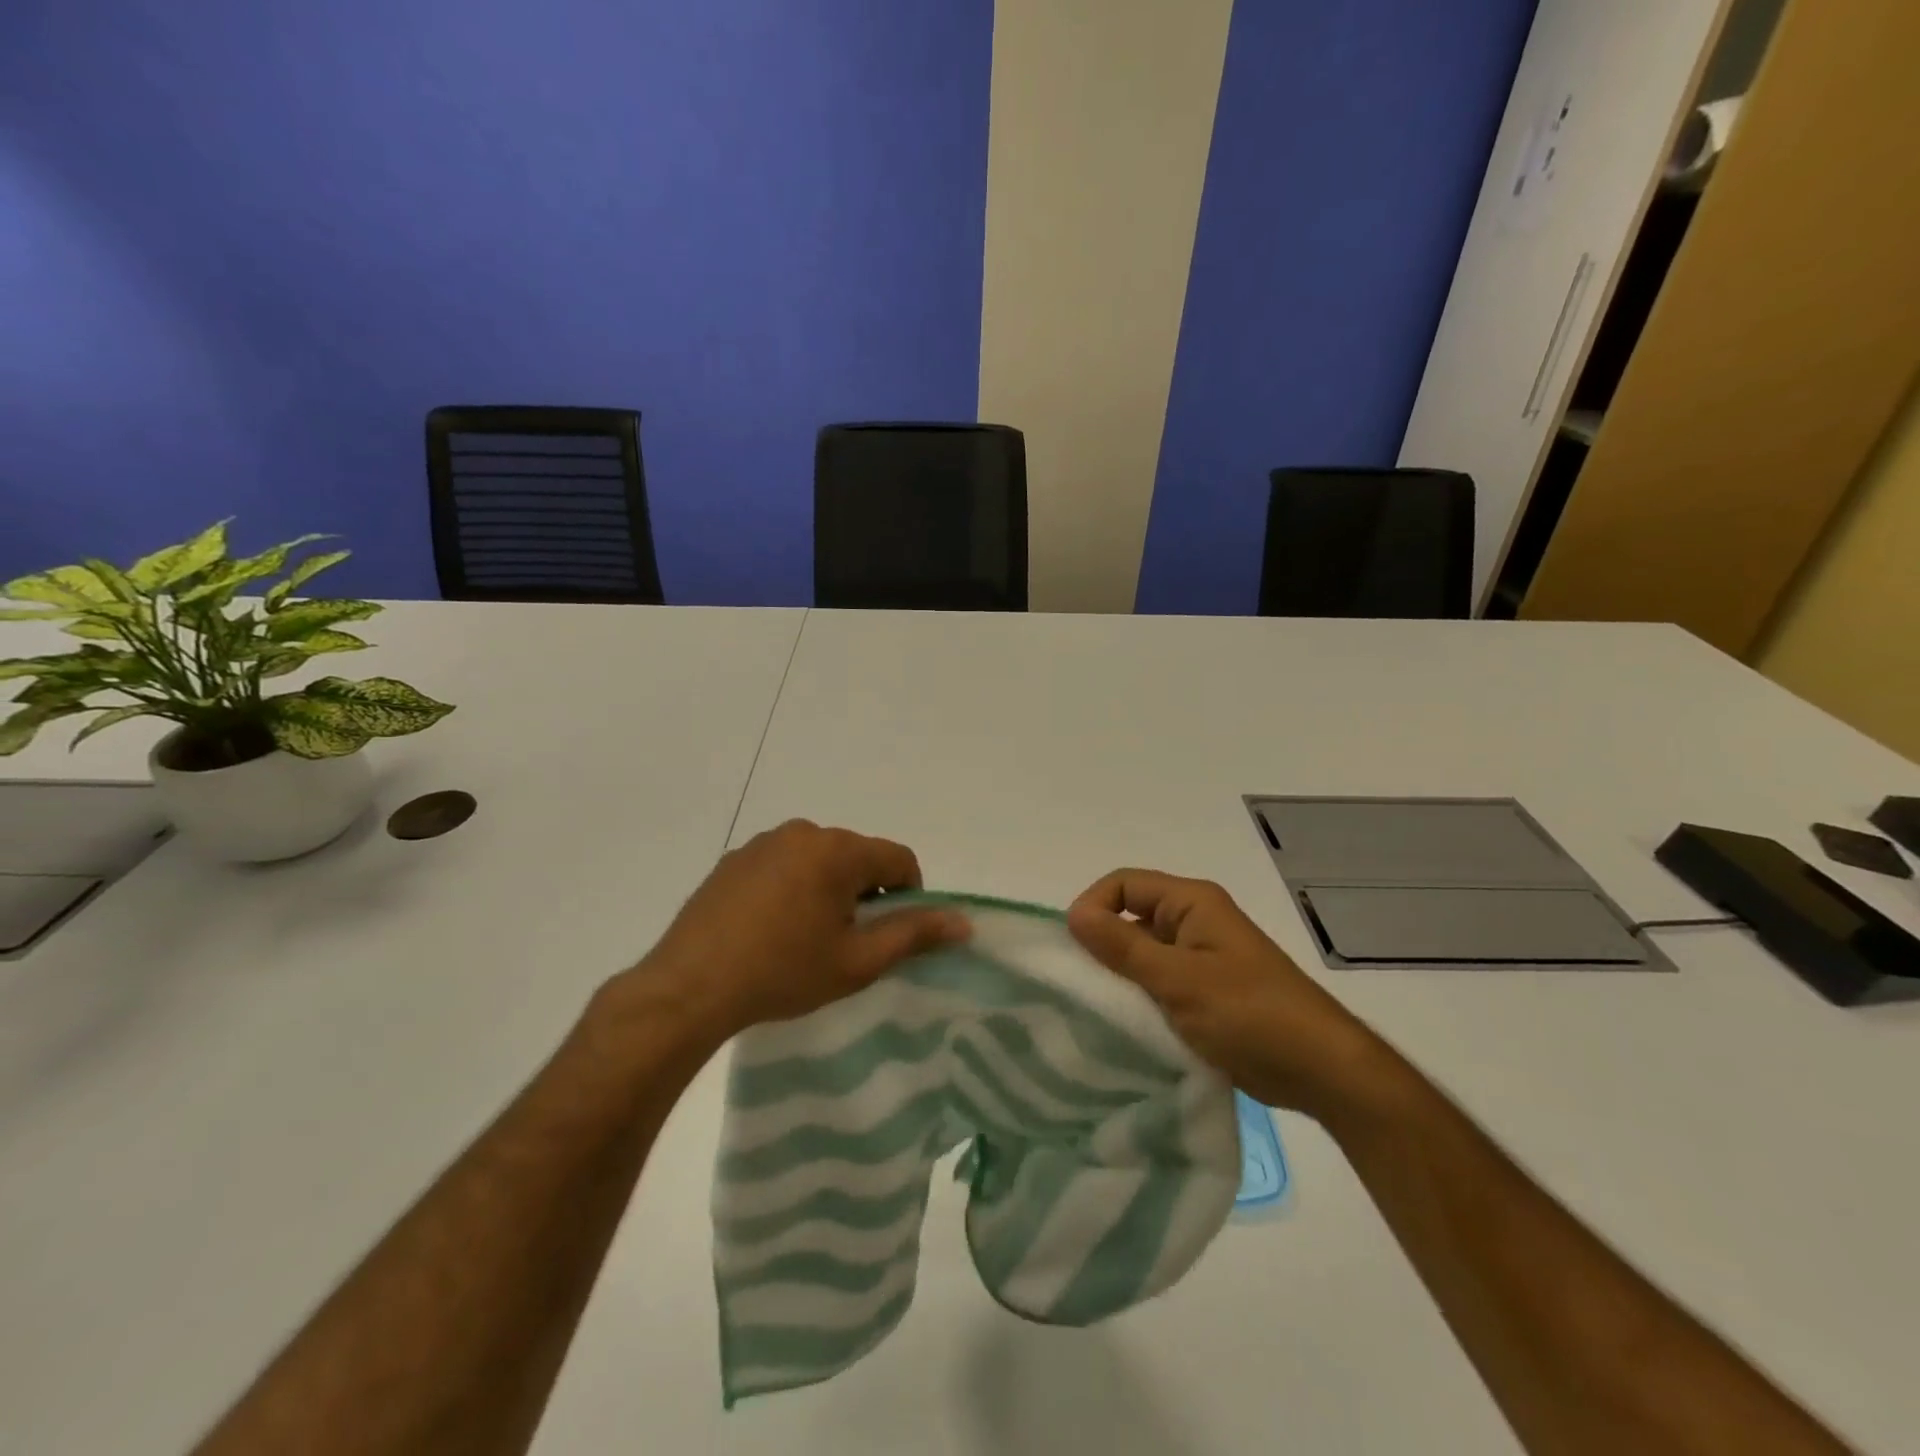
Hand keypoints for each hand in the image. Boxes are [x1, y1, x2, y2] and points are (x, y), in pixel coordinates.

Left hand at [635, 820, 968, 1043]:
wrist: (688, 988)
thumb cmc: (783, 973)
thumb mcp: (857, 961)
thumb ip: (914, 934)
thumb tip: (963, 921)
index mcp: (837, 850)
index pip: (898, 859)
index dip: (909, 896)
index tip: (888, 935)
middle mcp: (802, 832)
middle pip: (857, 858)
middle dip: (864, 894)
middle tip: (846, 943)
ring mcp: (763, 843)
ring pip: (819, 861)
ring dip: (828, 891)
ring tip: (806, 939)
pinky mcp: (733, 860)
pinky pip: (783, 865)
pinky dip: (792, 889)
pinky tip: (770, 930)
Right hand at [1067, 869, 1388, 1119]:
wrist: (1321, 1069)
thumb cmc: (1250, 1014)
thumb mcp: (1178, 980)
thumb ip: (1123, 946)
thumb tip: (1073, 914)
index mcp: (1191, 902)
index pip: (1123, 884)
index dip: (1093, 906)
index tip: (1074, 949)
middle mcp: (1194, 921)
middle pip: (1131, 916)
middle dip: (1103, 944)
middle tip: (1081, 985)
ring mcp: (1202, 957)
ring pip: (1143, 953)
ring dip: (1121, 975)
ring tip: (1099, 1009)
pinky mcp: (1206, 992)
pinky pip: (1159, 982)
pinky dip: (1141, 997)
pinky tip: (1127, 1026)